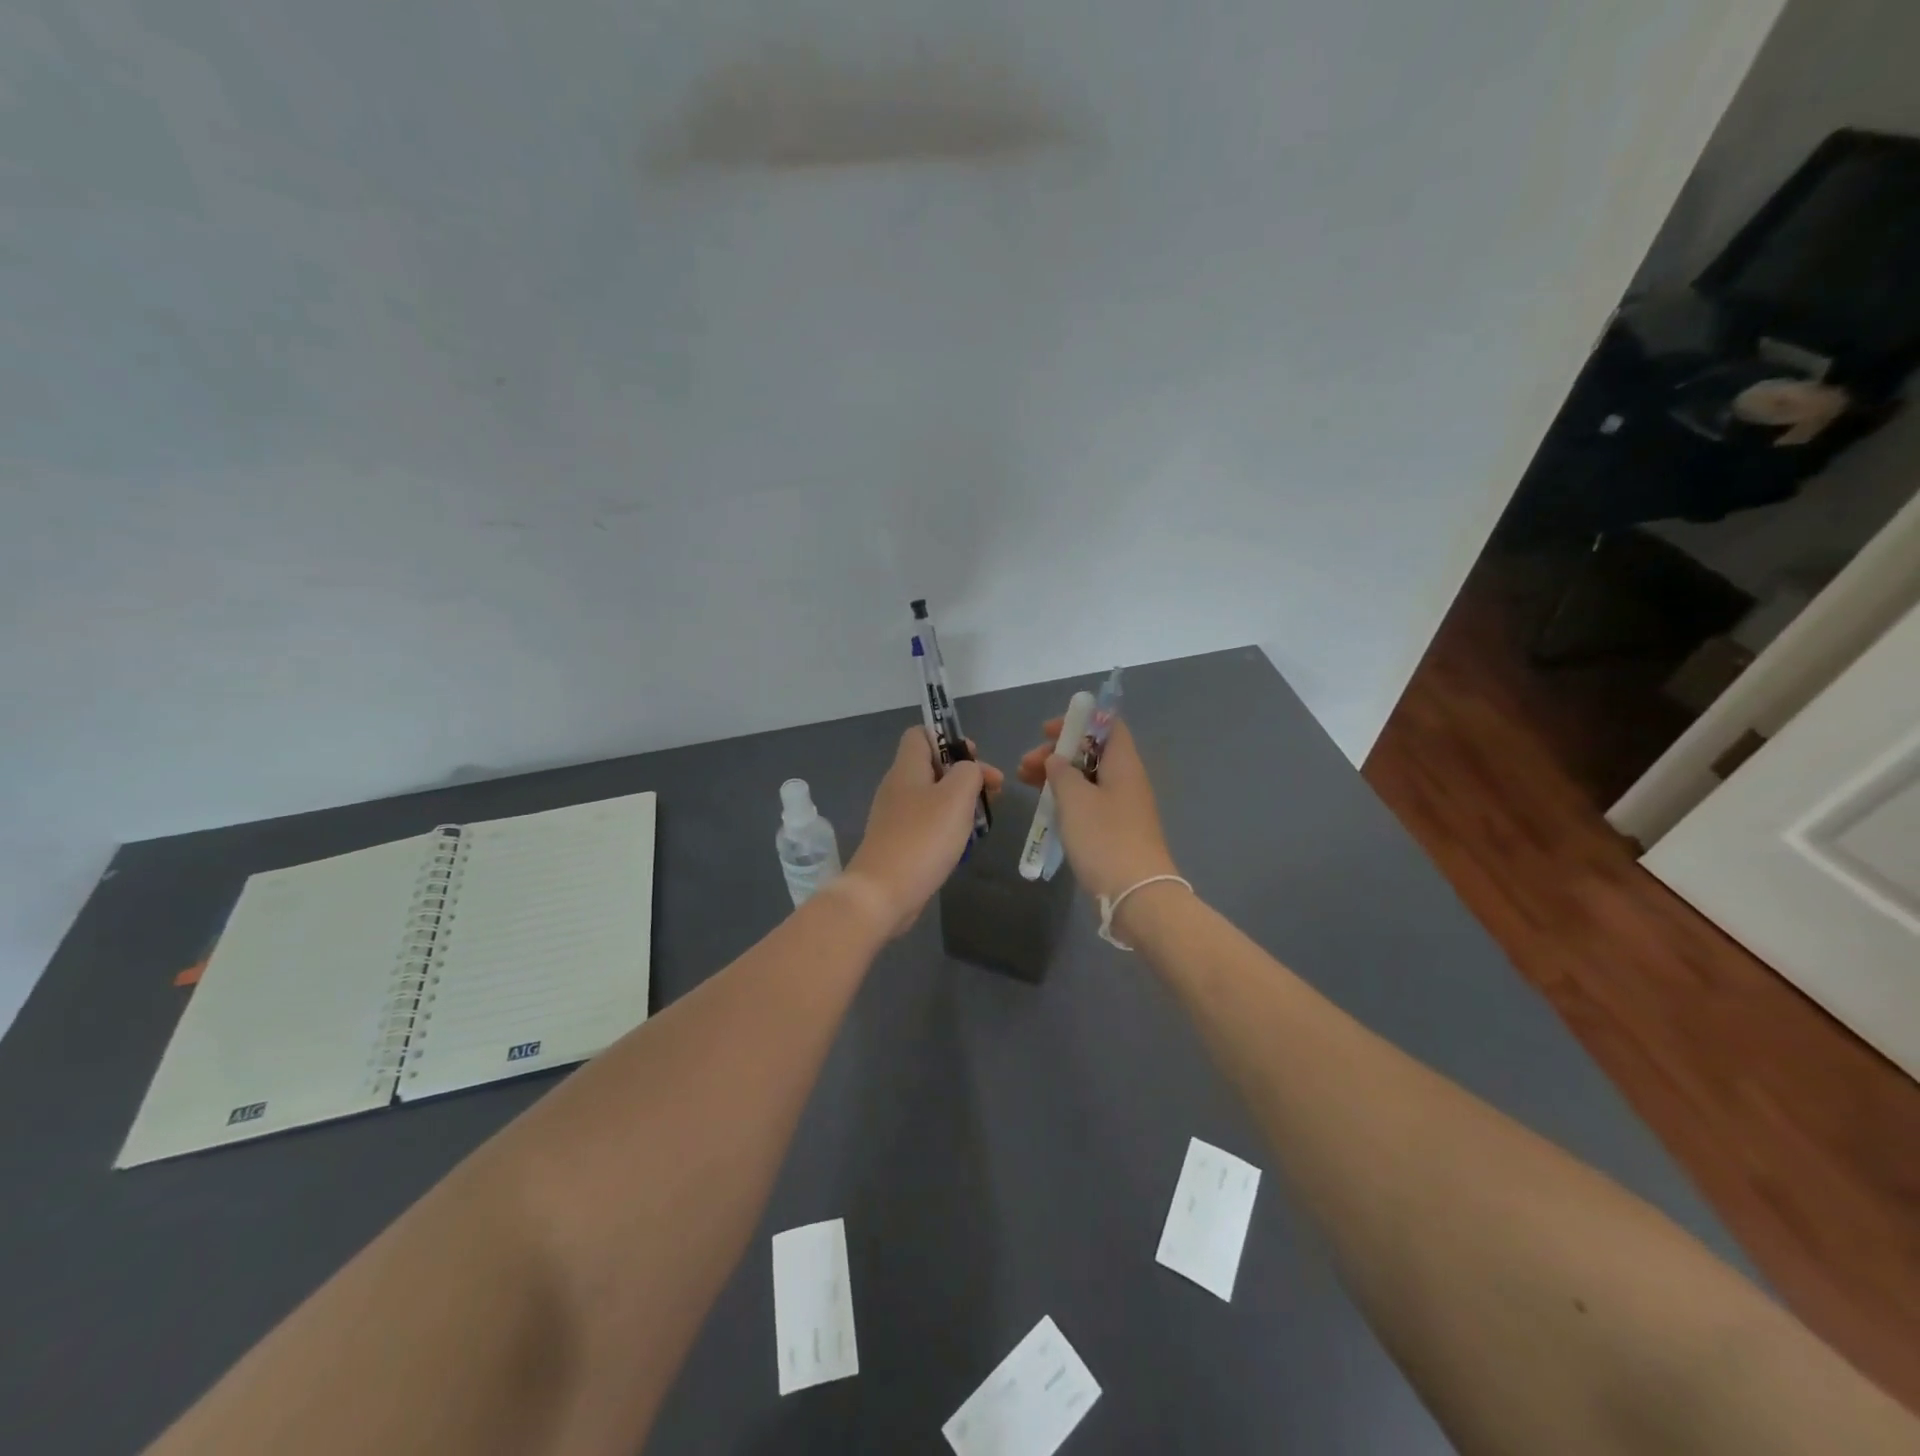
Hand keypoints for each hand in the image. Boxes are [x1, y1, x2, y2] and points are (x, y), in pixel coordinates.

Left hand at [843, 728, 1004, 937]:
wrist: (883, 893)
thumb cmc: (923, 838)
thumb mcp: (956, 796)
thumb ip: (969, 772)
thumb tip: (969, 770)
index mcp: (906, 768)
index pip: (921, 734)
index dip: (949, 738)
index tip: (974, 758)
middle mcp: (897, 787)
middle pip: (933, 767)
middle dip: (965, 775)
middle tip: (993, 792)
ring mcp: (895, 817)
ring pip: (933, 798)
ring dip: (960, 803)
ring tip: (983, 819)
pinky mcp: (899, 843)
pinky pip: (928, 824)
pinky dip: (948, 828)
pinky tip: (963, 844)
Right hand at [1018, 718, 1178, 910]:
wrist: (1136, 894)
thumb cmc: (1104, 838)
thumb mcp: (1075, 799)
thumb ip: (1062, 772)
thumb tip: (1057, 760)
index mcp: (1124, 764)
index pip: (1108, 725)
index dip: (1078, 721)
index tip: (1047, 733)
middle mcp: (1127, 780)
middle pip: (1092, 753)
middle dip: (1057, 754)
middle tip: (1025, 766)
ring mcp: (1123, 807)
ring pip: (1087, 779)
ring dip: (1057, 777)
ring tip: (1024, 783)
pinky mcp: (1116, 831)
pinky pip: (1089, 803)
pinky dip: (1067, 799)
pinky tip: (1046, 808)